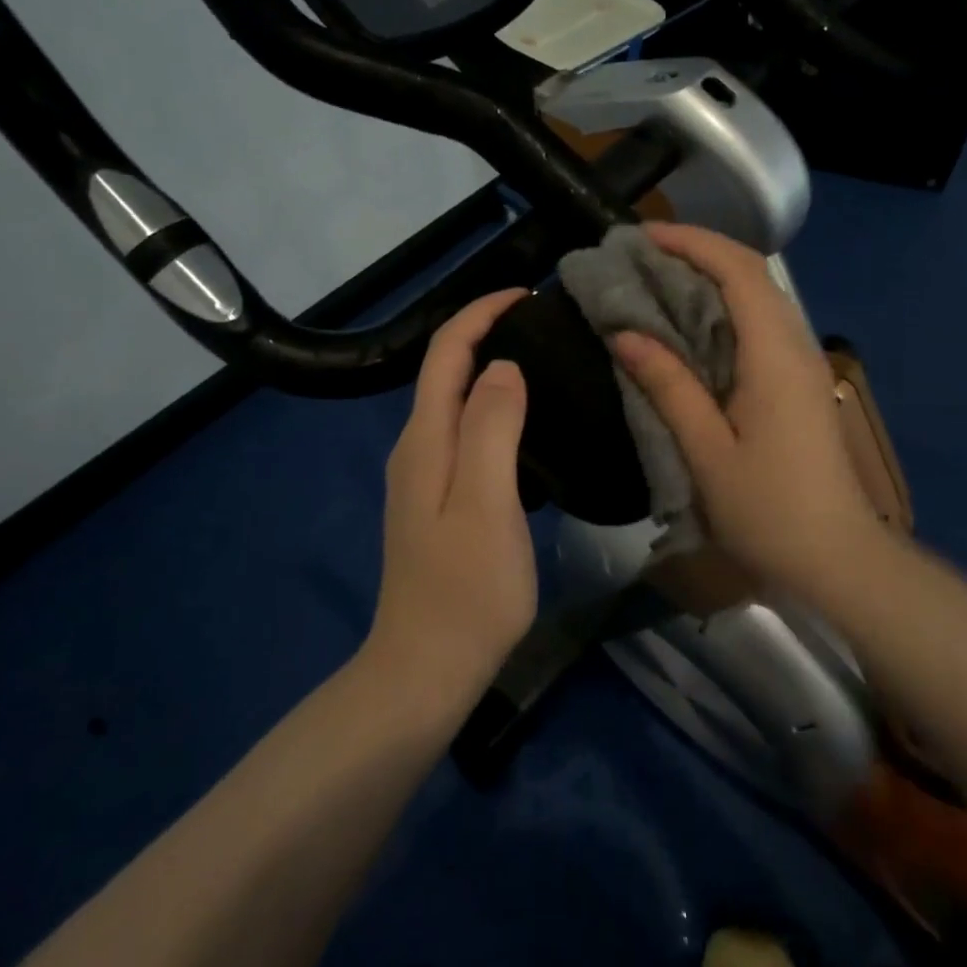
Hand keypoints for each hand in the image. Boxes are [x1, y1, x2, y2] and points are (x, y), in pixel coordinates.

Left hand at [366, 289, 536, 713]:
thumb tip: (503, 366)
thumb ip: (491, 426)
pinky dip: (496, 411)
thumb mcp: (486, 501)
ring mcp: (425, 477)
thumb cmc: (466, 589)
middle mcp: (418, 447)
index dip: (481, 313)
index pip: (447, 353)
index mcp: (426, 438)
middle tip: (548, 327)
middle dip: (488, 334)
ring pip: (457, 403)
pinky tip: (530, 426)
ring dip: (493, 372)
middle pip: (447, 371)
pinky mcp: (439, 502)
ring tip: (546, 364)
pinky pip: (467, 435)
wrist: (426, 670)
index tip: (528, 296)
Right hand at [613, 223, 882, 592]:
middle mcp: (795, 345)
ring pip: (758, 298)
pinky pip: (760, 325)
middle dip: (698, 253)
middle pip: (752, 274)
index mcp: (774, 354)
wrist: (836, 559)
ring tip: (656, 283)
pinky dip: (723, 310)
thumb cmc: (769, 509)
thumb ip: (668, 385)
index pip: (739, 270)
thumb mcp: (706, 449)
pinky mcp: (800, 384)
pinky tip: (689, 328)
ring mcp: (803, 364)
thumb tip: (625, 334)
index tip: (641, 236)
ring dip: (711, 279)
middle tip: (640, 257)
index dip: (691, 242)